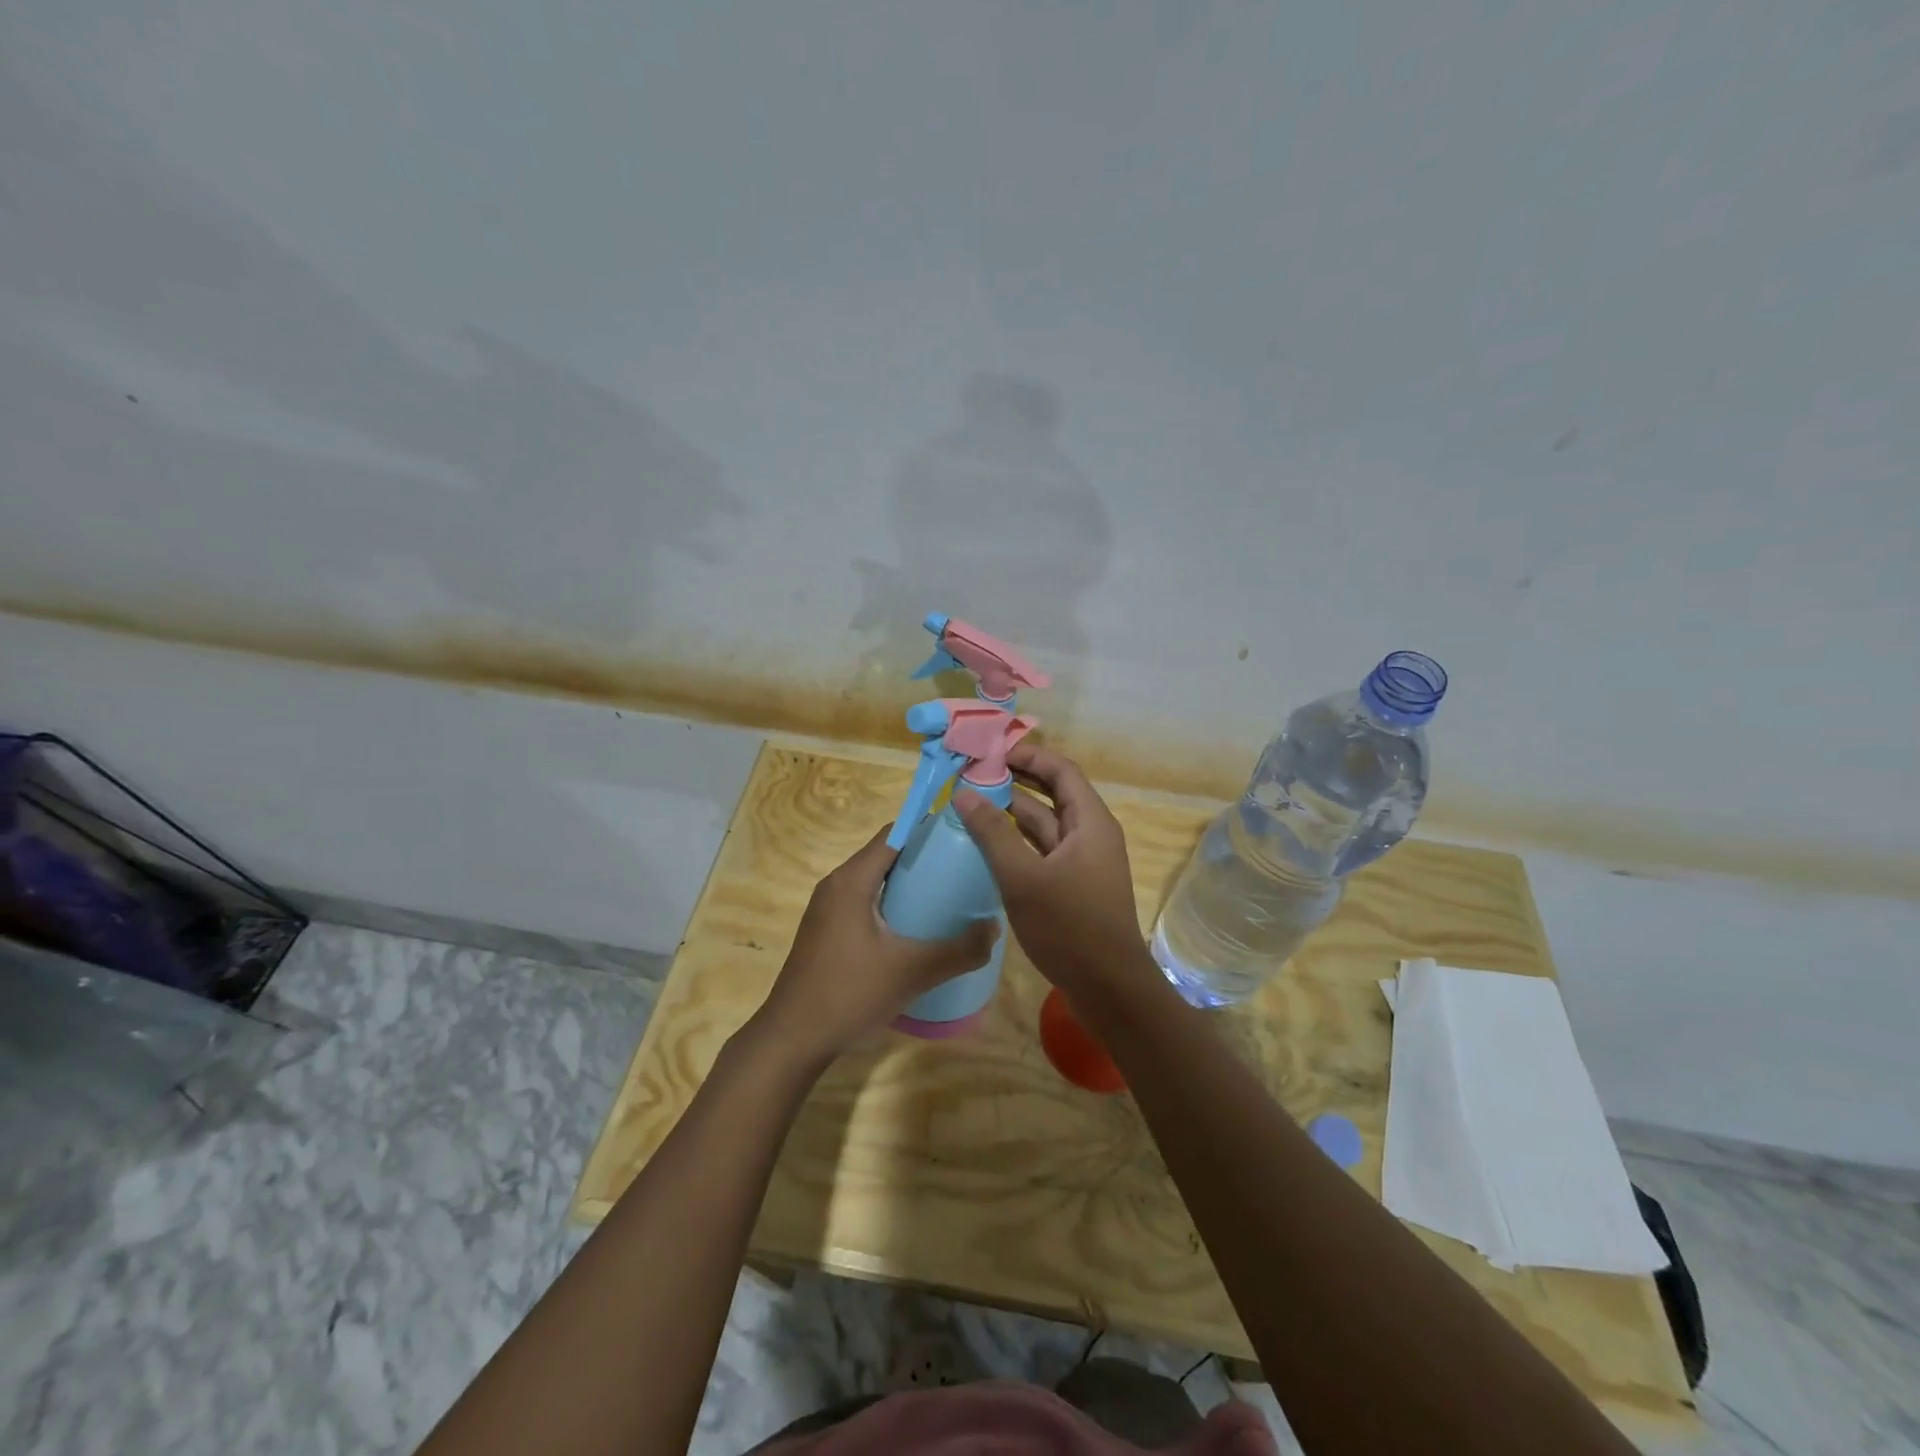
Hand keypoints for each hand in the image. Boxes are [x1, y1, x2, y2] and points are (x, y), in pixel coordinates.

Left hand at [751, 825, 998, 1064]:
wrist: (793, 1039)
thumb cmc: (849, 993)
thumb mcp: (912, 972)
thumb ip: (959, 950)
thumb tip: (995, 928)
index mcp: (851, 881)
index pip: (893, 834)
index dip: (927, 829)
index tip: (962, 836)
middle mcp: (836, 886)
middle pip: (885, 856)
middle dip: (923, 858)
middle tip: (963, 869)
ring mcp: (828, 910)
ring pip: (875, 882)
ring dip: (908, 884)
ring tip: (948, 896)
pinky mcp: (827, 933)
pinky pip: (865, 903)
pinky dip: (892, 905)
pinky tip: (916, 929)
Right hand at [953, 745, 1151, 999]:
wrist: (1109, 989)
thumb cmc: (1070, 927)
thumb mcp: (1024, 877)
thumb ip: (992, 833)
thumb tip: (964, 793)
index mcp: (1090, 822)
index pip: (1061, 770)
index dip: (1028, 755)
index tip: (990, 751)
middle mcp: (1090, 834)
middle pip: (1053, 794)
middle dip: (1016, 781)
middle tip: (974, 774)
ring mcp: (1083, 862)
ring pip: (1046, 825)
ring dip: (1013, 813)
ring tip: (973, 804)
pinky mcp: (1074, 886)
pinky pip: (1044, 851)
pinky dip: (1018, 842)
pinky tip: (988, 845)